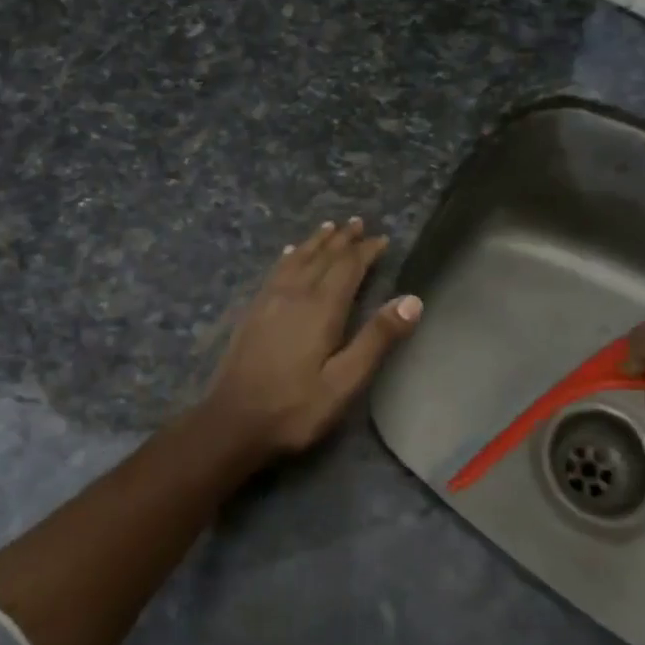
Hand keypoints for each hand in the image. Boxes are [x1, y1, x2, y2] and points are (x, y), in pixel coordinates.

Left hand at [196, 218, 422, 457]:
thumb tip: (412, 300)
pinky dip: (289, 256)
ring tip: (329, 226)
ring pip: (298, 259)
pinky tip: (289, 254)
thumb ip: (377, 339)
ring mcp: (269, 300)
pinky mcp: (253, 311)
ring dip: (316, 242)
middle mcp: (295, 294)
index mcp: (321, 308)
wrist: (231, 422)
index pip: (348, 267)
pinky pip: (276, 271)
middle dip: (343, 239)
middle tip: (358, 222)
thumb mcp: (344, 382)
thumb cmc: (295, 408)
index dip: (366, 251)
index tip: (382, 238)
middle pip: (323, 257)